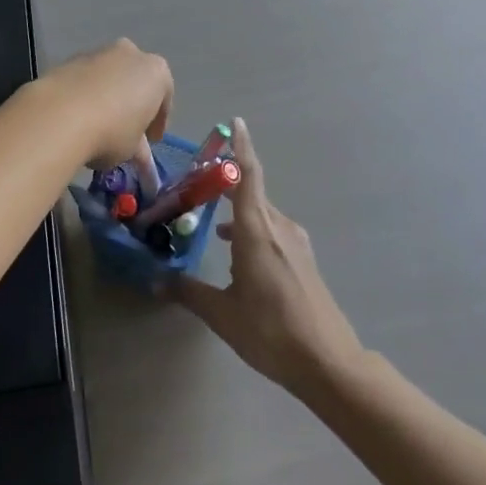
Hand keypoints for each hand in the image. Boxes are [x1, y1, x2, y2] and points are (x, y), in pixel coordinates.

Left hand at [38, 39, 172, 174]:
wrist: (60, 115)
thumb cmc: (111, 132)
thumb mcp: (132, 148)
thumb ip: (138, 147)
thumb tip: (137, 154)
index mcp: (156, 71)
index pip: (164, 99)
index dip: (157, 123)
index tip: (151, 141)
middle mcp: (130, 54)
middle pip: (135, 81)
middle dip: (132, 103)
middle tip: (125, 130)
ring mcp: (98, 53)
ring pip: (108, 78)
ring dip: (107, 97)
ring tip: (97, 126)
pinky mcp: (69, 60)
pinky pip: (85, 80)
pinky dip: (85, 95)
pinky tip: (77, 117)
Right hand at [173, 119, 364, 396]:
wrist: (328, 362)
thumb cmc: (271, 332)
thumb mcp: (223, 314)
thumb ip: (189, 292)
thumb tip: (157, 280)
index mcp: (257, 231)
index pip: (248, 176)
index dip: (240, 147)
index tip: (235, 122)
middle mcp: (279, 228)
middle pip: (253, 191)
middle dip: (228, 182)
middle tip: (200, 181)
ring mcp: (295, 243)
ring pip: (262, 213)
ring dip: (239, 209)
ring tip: (212, 223)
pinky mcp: (303, 260)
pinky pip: (273, 229)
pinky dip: (251, 228)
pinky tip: (238, 251)